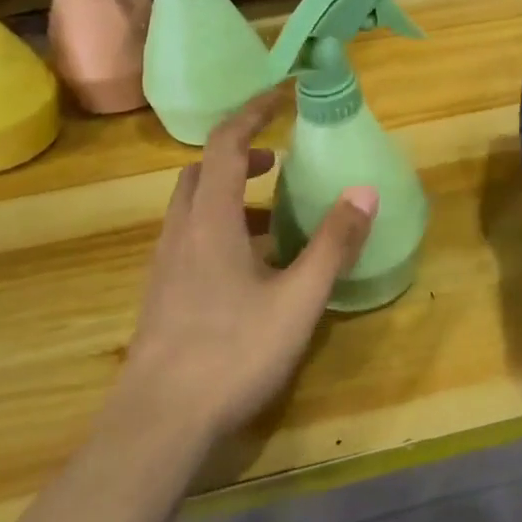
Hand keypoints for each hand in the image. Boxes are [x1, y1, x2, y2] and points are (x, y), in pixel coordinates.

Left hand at [113, 87, 376, 442]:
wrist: (156, 424)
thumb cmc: (232, 353)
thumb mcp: (298, 299)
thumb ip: (333, 244)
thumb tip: (365, 191)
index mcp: (210, 220)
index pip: (224, 144)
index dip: (252, 113)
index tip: (281, 97)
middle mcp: (181, 232)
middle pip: (200, 172)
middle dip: (238, 155)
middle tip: (277, 161)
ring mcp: (164, 266)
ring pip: (192, 208)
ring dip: (228, 196)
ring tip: (272, 219)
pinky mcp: (161, 295)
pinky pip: (189, 240)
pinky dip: (218, 229)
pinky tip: (248, 271)